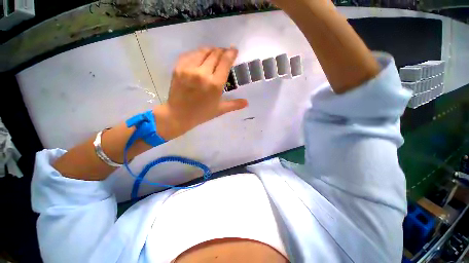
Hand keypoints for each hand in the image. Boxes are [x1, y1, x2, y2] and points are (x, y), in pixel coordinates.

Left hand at [153, 47, 247, 140]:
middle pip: (215, 54)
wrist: (178, 115)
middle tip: (224, 53)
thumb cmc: (201, 114)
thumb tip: (247, 103)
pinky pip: (190, 54)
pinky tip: (200, 58)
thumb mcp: (220, 110)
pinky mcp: (178, 67)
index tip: (234, 50)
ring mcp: (189, 69)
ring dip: (211, 50)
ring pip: (203, 51)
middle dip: (222, 51)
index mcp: (215, 84)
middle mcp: (203, 74)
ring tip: (214, 53)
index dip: (231, 53)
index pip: (225, 62)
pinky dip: (198, 53)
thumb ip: (234, 105)